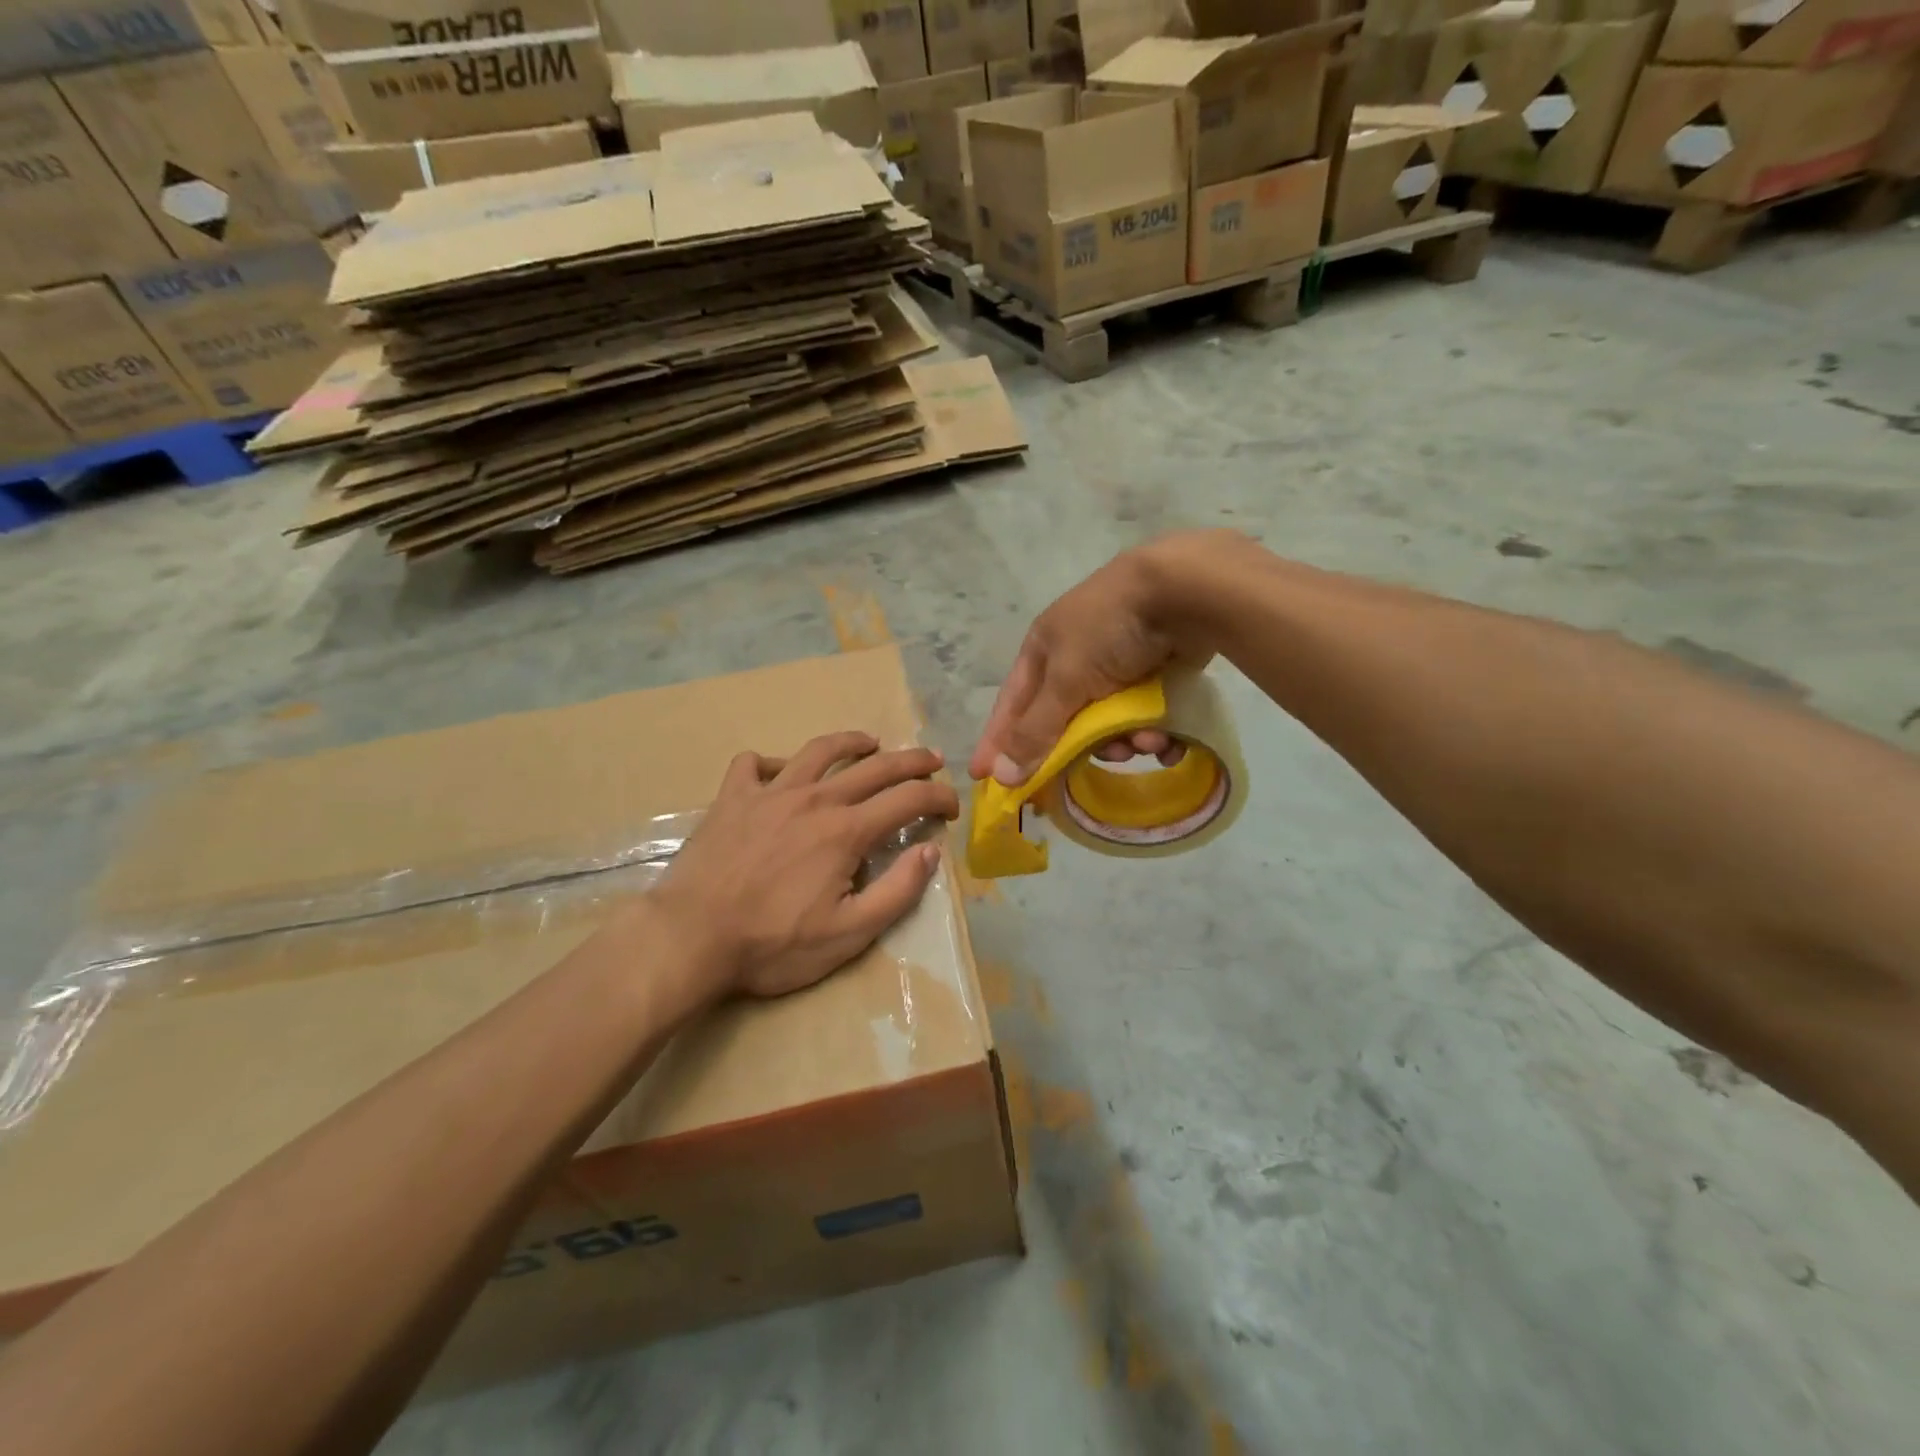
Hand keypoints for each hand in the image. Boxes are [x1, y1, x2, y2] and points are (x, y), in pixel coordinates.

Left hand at [650, 733, 958, 998]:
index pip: (908, 799)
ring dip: (851, 742)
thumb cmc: (773, 944)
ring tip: (868, 742)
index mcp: (846, 830)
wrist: (690, 937)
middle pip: (874, 766)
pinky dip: (773, 762)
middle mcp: (814, 799)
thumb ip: (897, 891)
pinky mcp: (732, 798)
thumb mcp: (849, 934)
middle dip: (911, 760)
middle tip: (932, 759)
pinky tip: (780, 773)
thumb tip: (929, 851)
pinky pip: (755, 763)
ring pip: (819, 751)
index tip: (951, 806)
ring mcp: (769, 793)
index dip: (938, 797)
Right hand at [970, 532, 1233, 784]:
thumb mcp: (1066, 681)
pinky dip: (1153, 733)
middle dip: (1081, 748)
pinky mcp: (1157, 671)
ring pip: (1110, 724)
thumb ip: (1036, 731)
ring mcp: (1119, 664)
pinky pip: (1145, 716)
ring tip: (1146, 742)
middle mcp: (1076, 657)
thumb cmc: (1111, 630)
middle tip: (1089, 770)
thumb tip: (999, 776)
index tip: (982, 778)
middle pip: (1065, 722)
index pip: (1012, 706)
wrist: (1186, 590)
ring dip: (1125, 741)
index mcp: (1043, 650)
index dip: (998, 741)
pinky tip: (1168, 740)